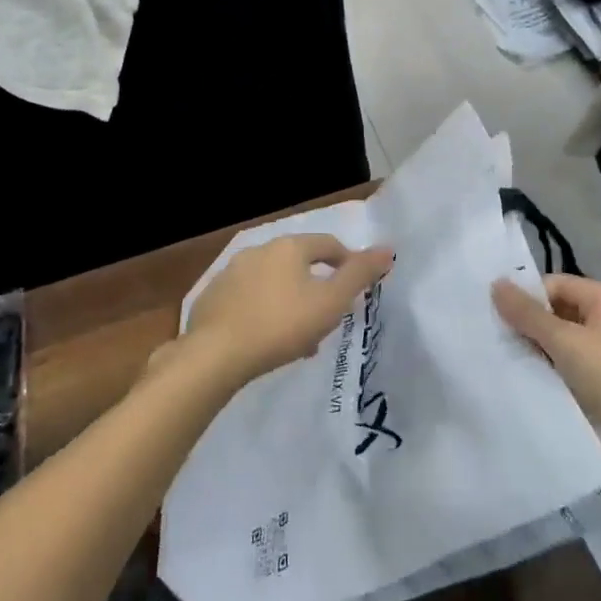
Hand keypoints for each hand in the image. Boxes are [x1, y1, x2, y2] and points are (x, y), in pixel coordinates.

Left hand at [186, 234, 394, 384]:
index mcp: (289, 247)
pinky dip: (264, 312)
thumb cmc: (281, 325)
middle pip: (300, 264)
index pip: (329, 245)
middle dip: (318, 289)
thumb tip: (388, 250)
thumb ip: (359, 275)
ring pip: (274, 284)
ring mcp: (231, 273)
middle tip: (328, 320)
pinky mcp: (212, 297)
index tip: (357, 289)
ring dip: (291, 303)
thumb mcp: (330, 302)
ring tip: (299, 339)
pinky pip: (249, 300)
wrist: (215, 354)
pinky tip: (266, 340)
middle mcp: (259, 250)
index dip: (348, 263)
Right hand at [492, 274, 600, 470]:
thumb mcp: (566, 342)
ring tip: (508, 361)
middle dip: (529, 325)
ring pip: (562, 340)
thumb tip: (495, 283)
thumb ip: (528, 314)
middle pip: (557, 310)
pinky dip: (552, 369)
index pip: (555, 284)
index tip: (497, 318)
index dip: (527, 298)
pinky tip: (530, 379)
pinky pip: (571, 363)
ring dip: (539, 350)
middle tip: (497, 340)